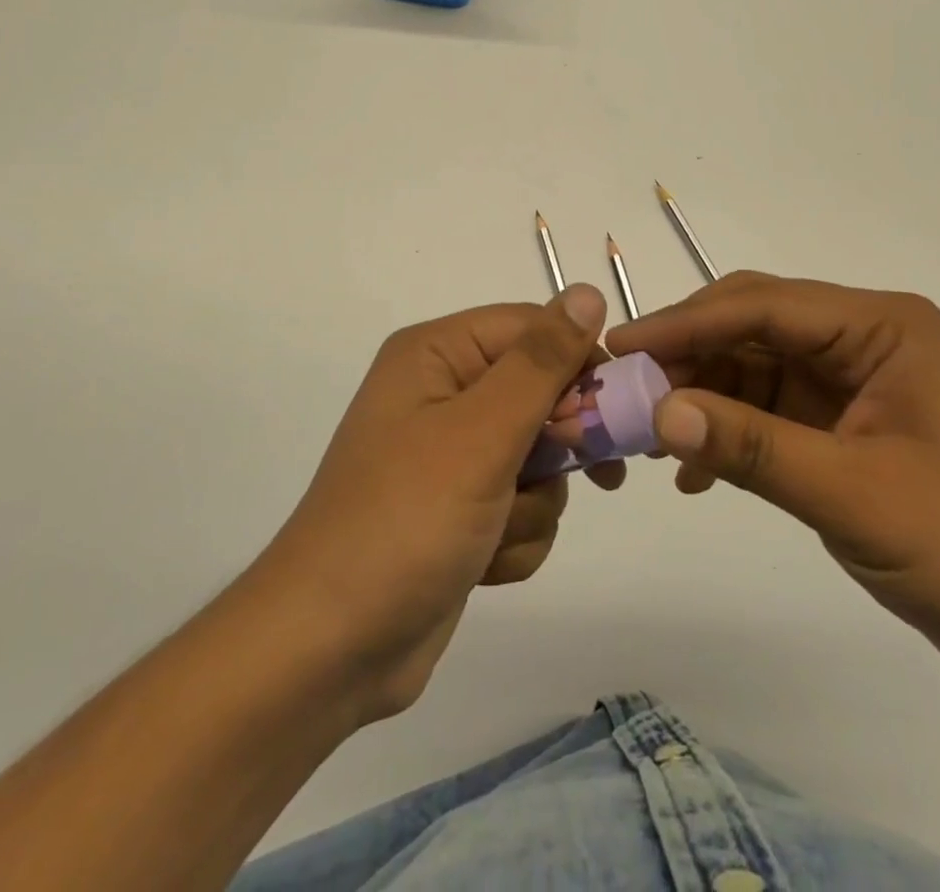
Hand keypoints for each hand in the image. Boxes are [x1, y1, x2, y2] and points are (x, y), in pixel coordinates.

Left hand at [252, 285, 610, 721]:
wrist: (332, 649)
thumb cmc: (406, 520)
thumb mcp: (481, 433)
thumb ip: (540, 362)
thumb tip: (587, 291)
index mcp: (436, 354)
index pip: (533, 329)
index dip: (578, 365)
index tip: (607, 415)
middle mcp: (442, 393)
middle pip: (541, 392)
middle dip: (556, 444)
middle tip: (564, 472)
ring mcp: (451, 456)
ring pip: (540, 457)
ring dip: (533, 501)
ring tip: (495, 530)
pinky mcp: (461, 509)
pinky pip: (523, 503)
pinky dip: (516, 536)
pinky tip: (484, 564)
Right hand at [608, 272, 939, 683]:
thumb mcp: (855, 495)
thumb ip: (752, 447)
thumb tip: (657, 413)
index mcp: (880, 326)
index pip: (762, 306)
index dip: (685, 323)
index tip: (622, 348)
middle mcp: (862, 338)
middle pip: (751, 326)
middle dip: (686, 355)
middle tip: (625, 389)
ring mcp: (850, 380)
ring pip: (750, 366)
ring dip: (700, 396)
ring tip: (647, 433)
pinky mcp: (841, 422)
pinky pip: (765, 409)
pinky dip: (726, 431)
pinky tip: (693, 471)